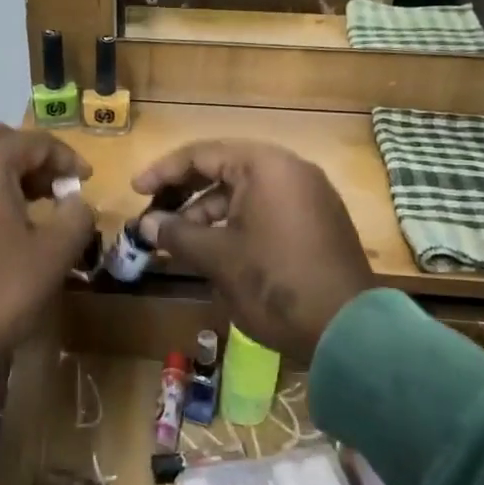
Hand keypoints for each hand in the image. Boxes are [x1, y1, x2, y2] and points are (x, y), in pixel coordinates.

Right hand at [133, 140, 371, 360]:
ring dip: (208, 212)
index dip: (164, 172)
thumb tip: (145, 225)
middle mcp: (290, 170)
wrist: (347, 330)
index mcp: (266, 166)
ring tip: (178, 240)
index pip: (202, 154)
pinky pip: (266, 209)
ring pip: (245, 192)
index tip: (136, 191)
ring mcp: (308, 196)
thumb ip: (177, 233)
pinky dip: (235, 222)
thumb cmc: (275, 282)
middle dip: (184, 194)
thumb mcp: (218, 257)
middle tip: (154, 216)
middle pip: (224, 169)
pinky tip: (214, 248)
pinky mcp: (317, 222)